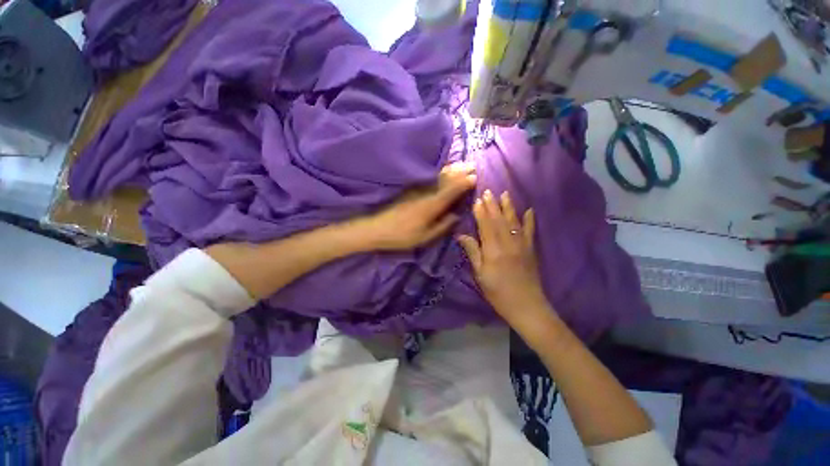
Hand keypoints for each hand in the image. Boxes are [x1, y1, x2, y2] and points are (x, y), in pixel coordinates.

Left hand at [357, 162, 475, 250]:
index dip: (463, 184)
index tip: (475, 177)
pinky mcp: (410, 189)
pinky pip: (428, 178)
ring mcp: (417, 189)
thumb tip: (456, 215)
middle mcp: (425, 193)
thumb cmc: (402, 236)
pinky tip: (442, 170)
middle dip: (460, 171)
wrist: (376, 228)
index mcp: (430, 206)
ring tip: (462, 164)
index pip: (450, 191)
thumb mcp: (424, 237)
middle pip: (445, 179)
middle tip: (473, 165)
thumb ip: (442, 226)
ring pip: (437, 176)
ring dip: (450, 169)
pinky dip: (438, 172)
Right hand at [457, 190, 549, 326]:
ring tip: (504, 194)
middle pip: (499, 220)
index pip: (485, 225)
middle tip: (488, 191)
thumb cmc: (498, 292)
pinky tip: (529, 210)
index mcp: (493, 249)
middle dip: (492, 205)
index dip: (480, 212)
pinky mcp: (531, 249)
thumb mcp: (480, 274)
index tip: (477, 200)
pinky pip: (530, 231)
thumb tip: (461, 236)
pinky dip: (529, 220)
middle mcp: (508, 242)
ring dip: (508, 207)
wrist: (526, 306)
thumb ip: (473, 252)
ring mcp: (521, 245)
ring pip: (513, 221)